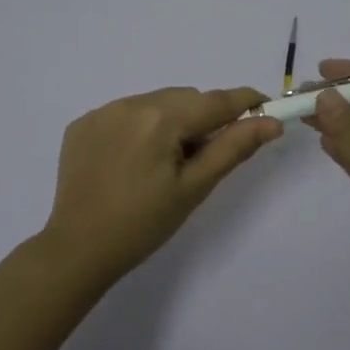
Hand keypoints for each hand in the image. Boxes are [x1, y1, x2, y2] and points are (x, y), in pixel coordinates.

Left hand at [40, 86, 281, 281]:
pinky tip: (133, 162)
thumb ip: (233, 148)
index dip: (245, 101)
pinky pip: (125, 113)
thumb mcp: (194, 188)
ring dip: (171, 121)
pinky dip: (140, 128)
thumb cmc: (143, 224)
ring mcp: (101, 112)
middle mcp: (129, 103)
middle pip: (185, 99)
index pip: (215, 101)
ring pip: (156, 103)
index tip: (266, 107)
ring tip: (164, 164)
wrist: (78, 250)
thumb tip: (271, 122)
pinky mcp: (82, 124)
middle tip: (203, 159)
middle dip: (202, 119)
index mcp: (160, 119)